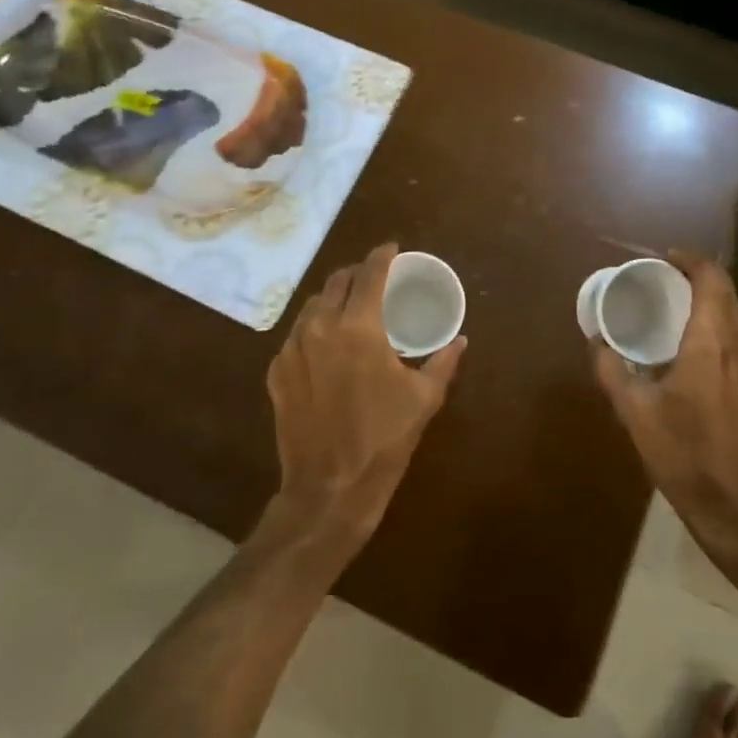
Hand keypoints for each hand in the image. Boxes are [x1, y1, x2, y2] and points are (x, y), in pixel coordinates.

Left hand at [267, 243, 466, 541]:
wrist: (329, 488)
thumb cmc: (384, 441)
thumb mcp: (424, 399)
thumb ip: (443, 362)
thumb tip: (460, 340)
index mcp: (358, 327)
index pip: (369, 274)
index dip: (382, 255)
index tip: (392, 249)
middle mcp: (320, 327)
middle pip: (336, 282)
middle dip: (356, 273)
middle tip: (373, 278)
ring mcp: (292, 349)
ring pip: (312, 306)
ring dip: (333, 299)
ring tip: (349, 308)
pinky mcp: (276, 372)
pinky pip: (296, 336)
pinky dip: (314, 329)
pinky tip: (326, 345)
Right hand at [590, 251, 737, 562]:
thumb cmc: (684, 455)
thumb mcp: (634, 411)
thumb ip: (611, 369)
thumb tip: (596, 341)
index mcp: (712, 343)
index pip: (712, 279)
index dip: (690, 261)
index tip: (663, 259)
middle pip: (725, 296)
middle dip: (695, 282)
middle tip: (660, 285)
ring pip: (735, 320)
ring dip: (707, 308)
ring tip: (672, 317)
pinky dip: (717, 334)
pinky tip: (692, 357)